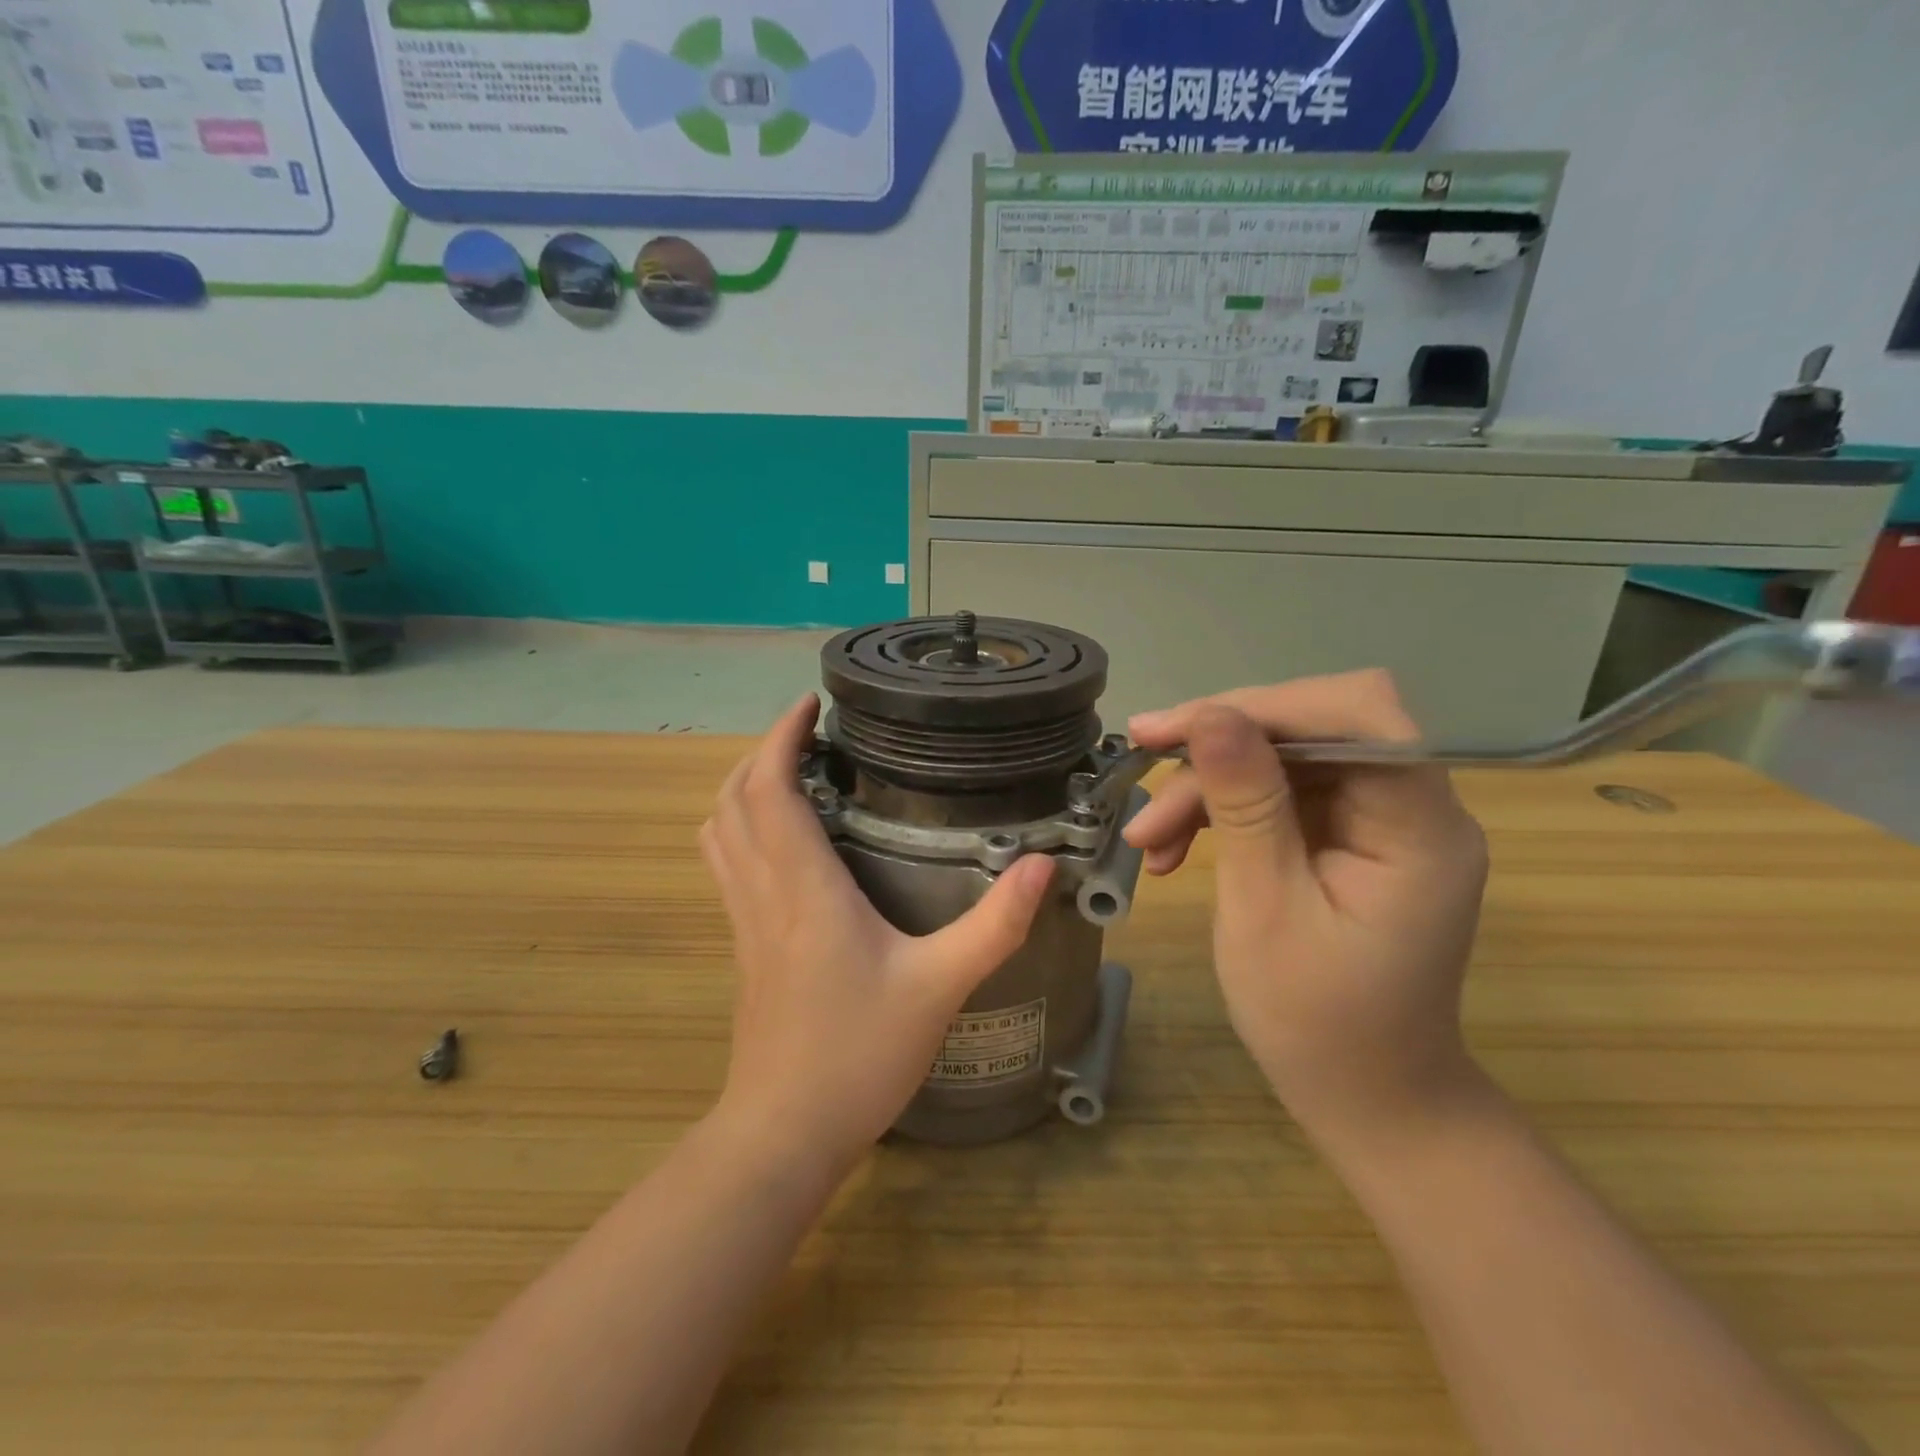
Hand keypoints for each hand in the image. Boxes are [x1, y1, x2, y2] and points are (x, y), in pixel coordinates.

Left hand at [700, 696, 1054, 1173]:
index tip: (809, 705)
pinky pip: (727, 866)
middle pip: (734, 800)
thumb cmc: (858, 1055)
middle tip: (809, 734)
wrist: (783, 1133)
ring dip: (744, 789)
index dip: (781, 738)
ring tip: (792, 773)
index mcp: (803, 888)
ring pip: (720, 832)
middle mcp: (762, 892)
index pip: (770, 789)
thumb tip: (1040, 866)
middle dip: (763, 752)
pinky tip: (783, 842)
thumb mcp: (940, 987)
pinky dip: (741, 829)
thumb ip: (994, 924)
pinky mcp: (742, 948)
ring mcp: (743, 921)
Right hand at [1124, 671, 1489, 1142]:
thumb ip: (1244, 807)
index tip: (1172, 730)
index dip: (1261, 706)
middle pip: (1313, 728)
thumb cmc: (1318, 1024)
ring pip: (1283, 758)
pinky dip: (1221, 811)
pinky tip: (1172, 848)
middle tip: (1142, 763)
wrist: (1366, 1099)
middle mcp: (1412, 806)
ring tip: (1147, 839)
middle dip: (1220, 746)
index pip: (1356, 714)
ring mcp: (1379, 821)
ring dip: (1207, 785)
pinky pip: (1279, 795)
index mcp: (1419, 825)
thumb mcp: (1264, 910)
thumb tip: (1210, 716)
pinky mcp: (1348, 837)